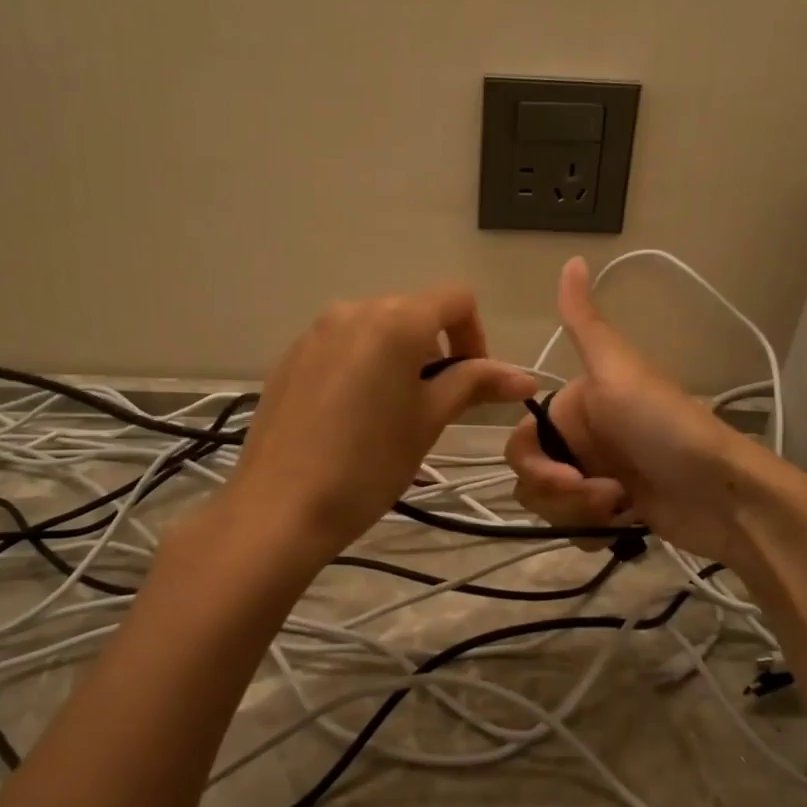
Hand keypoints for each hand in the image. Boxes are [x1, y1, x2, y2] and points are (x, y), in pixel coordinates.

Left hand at [227, 285, 536, 558]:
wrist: (280, 507)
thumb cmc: (369, 463)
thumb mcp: (429, 420)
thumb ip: (475, 385)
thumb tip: (526, 377)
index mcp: (395, 320)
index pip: (456, 300)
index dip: (476, 337)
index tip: (470, 385)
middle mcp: (353, 310)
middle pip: (414, 312)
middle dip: (437, 351)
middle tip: (434, 407)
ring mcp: (316, 332)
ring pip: (376, 330)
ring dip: (400, 359)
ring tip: (392, 414)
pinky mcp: (290, 357)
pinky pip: (341, 347)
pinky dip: (362, 367)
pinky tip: (351, 418)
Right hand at [506, 257, 782, 563]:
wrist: (728, 495)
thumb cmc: (669, 428)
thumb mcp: (620, 371)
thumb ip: (585, 324)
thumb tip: (573, 257)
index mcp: (578, 405)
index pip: (523, 440)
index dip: (535, 463)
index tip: (568, 476)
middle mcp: (583, 439)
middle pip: (532, 476)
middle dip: (559, 494)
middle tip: (605, 496)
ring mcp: (598, 477)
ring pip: (550, 505)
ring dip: (579, 512)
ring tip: (622, 507)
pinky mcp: (614, 513)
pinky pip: (574, 527)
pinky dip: (591, 530)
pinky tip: (624, 525)